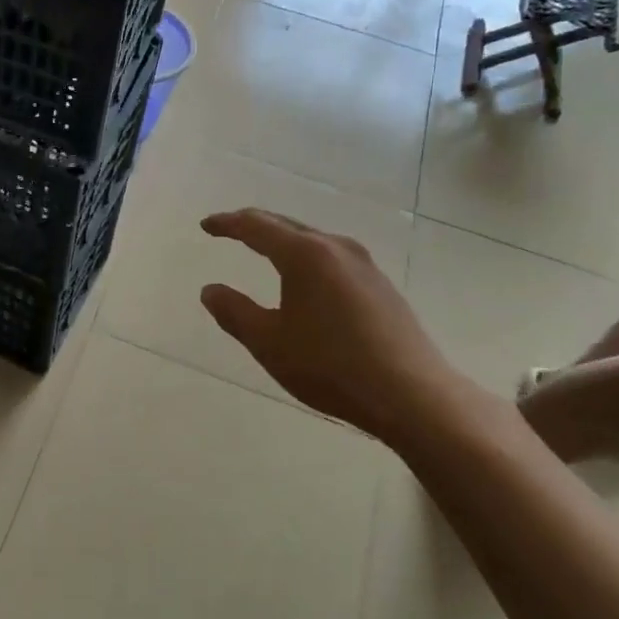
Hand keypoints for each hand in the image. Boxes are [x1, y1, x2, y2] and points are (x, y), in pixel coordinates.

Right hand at [199, 208, 468, 447]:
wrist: (411, 394)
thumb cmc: (330, 366)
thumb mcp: (269, 343)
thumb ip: (234, 312)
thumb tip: (210, 290)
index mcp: (304, 254)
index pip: (256, 226)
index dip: (227, 224)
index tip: (206, 226)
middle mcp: (336, 248)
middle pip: (287, 225)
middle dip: (254, 225)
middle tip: (229, 230)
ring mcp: (364, 265)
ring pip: (313, 240)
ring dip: (283, 240)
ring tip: (264, 249)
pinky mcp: (380, 285)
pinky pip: (332, 257)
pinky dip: (307, 257)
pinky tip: (305, 279)